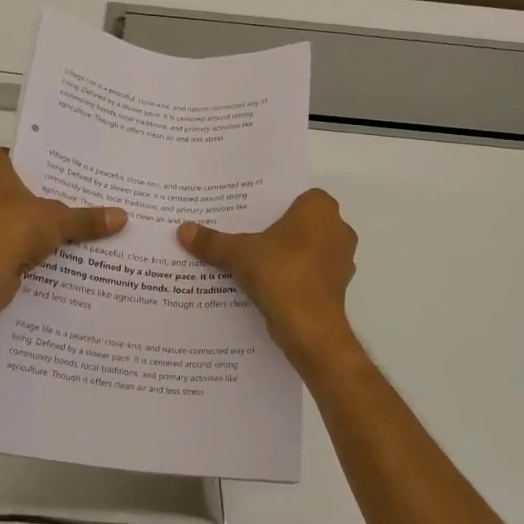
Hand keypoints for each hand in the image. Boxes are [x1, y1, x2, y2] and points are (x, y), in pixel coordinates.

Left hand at [0, 147, 125, 313]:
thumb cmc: (11, 230)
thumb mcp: (58, 221)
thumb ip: (87, 218)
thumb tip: (122, 216)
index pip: (16, 157)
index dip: (40, 167)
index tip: (63, 178)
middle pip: (7, 188)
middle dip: (33, 198)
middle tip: (66, 204)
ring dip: (21, 225)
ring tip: (55, 232)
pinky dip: (10, 247)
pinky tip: (34, 256)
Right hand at [178, 189, 357, 365]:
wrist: (310, 327)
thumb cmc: (281, 273)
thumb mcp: (239, 254)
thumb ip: (213, 241)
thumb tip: (182, 230)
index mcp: (320, 209)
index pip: (296, 196)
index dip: (274, 205)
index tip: (250, 214)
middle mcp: (338, 229)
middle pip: (301, 224)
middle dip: (278, 231)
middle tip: (246, 236)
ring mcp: (341, 260)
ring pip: (307, 251)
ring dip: (287, 256)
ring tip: (253, 263)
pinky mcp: (337, 288)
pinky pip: (310, 275)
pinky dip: (293, 279)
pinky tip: (268, 287)